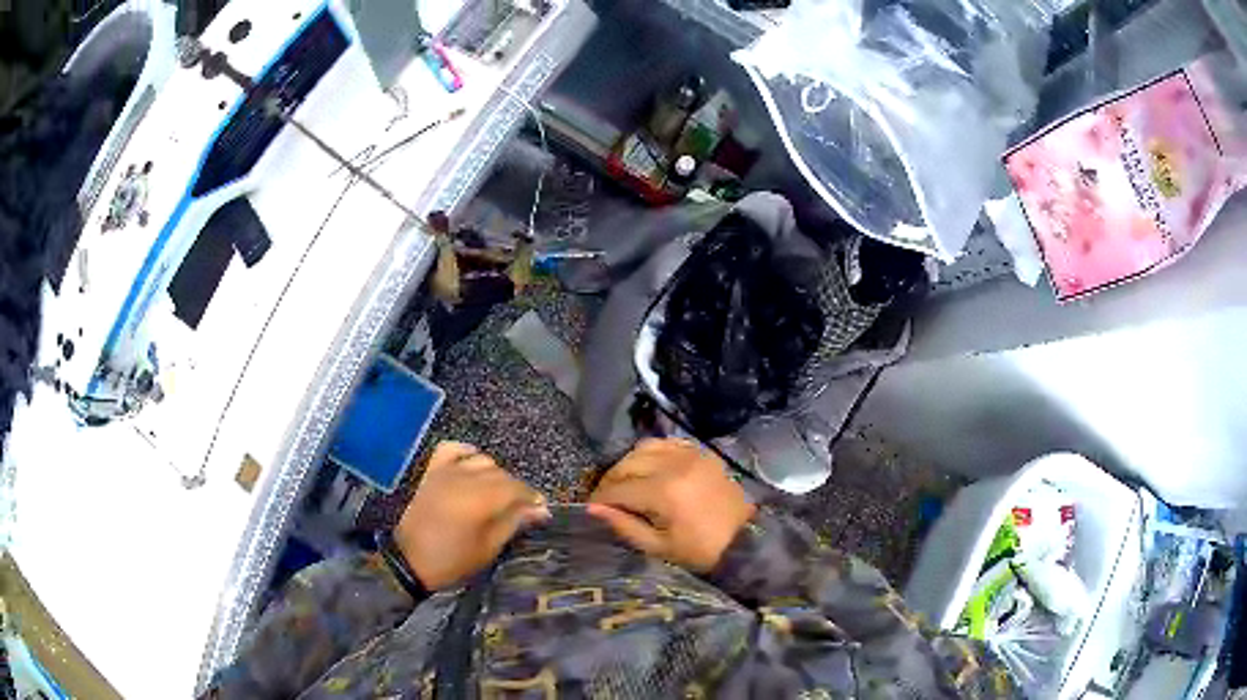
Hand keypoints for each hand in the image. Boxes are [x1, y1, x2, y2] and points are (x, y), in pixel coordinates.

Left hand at [394, 442, 548, 589]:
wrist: (407, 561)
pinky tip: (471, 463)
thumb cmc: (450, 560)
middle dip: (515, 489)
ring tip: (496, 492)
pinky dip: (465, 453)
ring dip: (494, 474)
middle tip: (520, 508)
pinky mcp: (431, 471)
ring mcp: (445, 471)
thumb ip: (513, 523)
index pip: (517, 488)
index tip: (540, 510)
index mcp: (482, 499)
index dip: (532, 498)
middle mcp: (466, 478)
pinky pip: (451, 449)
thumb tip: (539, 510)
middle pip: (501, 474)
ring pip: (481, 460)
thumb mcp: (487, 548)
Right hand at [587, 438, 755, 572]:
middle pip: (626, 464)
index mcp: (663, 492)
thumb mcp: (658, 547)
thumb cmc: (700, 551)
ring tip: (624, 483)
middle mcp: (674, 465)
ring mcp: (690, 455)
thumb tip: (592, 509)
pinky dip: (650, 453)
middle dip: (610, 481)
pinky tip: (648, 469)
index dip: (599, 499)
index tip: (590, 508)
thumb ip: (624, 526)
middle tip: (605, 498)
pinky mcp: (701, 452)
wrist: (746, 540)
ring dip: (628, 464)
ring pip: (643, 448)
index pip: (618, 489)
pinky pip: (666, 443)